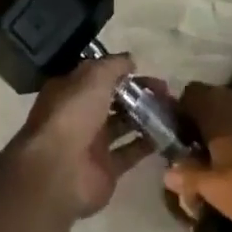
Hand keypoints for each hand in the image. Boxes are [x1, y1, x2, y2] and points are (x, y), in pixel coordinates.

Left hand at [3, 55, 157, 221]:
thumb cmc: (73, 114)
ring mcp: (93, 143)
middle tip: (166, 91)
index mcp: (71, 90)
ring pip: (123, 124)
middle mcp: (80, 114)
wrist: (59, 171)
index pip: (98, 75)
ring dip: (146, 116)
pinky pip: (131, 152)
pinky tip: (168, 134)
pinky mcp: (106, 169)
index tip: (144, 68)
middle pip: (113, 99)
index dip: (120, 71)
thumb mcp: (93, 77)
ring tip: (172, 110)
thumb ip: (114, 65)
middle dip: (138, 93)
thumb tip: (131, 60)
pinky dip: (148, 144)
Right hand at [163, 82, 231, 228]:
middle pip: (211, 102)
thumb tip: (169, 172)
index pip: (187, 95)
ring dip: (228, 131)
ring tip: (226, 163)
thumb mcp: (213, 188)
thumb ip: (187, 176)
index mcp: (215, 106)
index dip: (179, 116)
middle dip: (203, 125)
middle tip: (200, 156)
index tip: (179, 141)